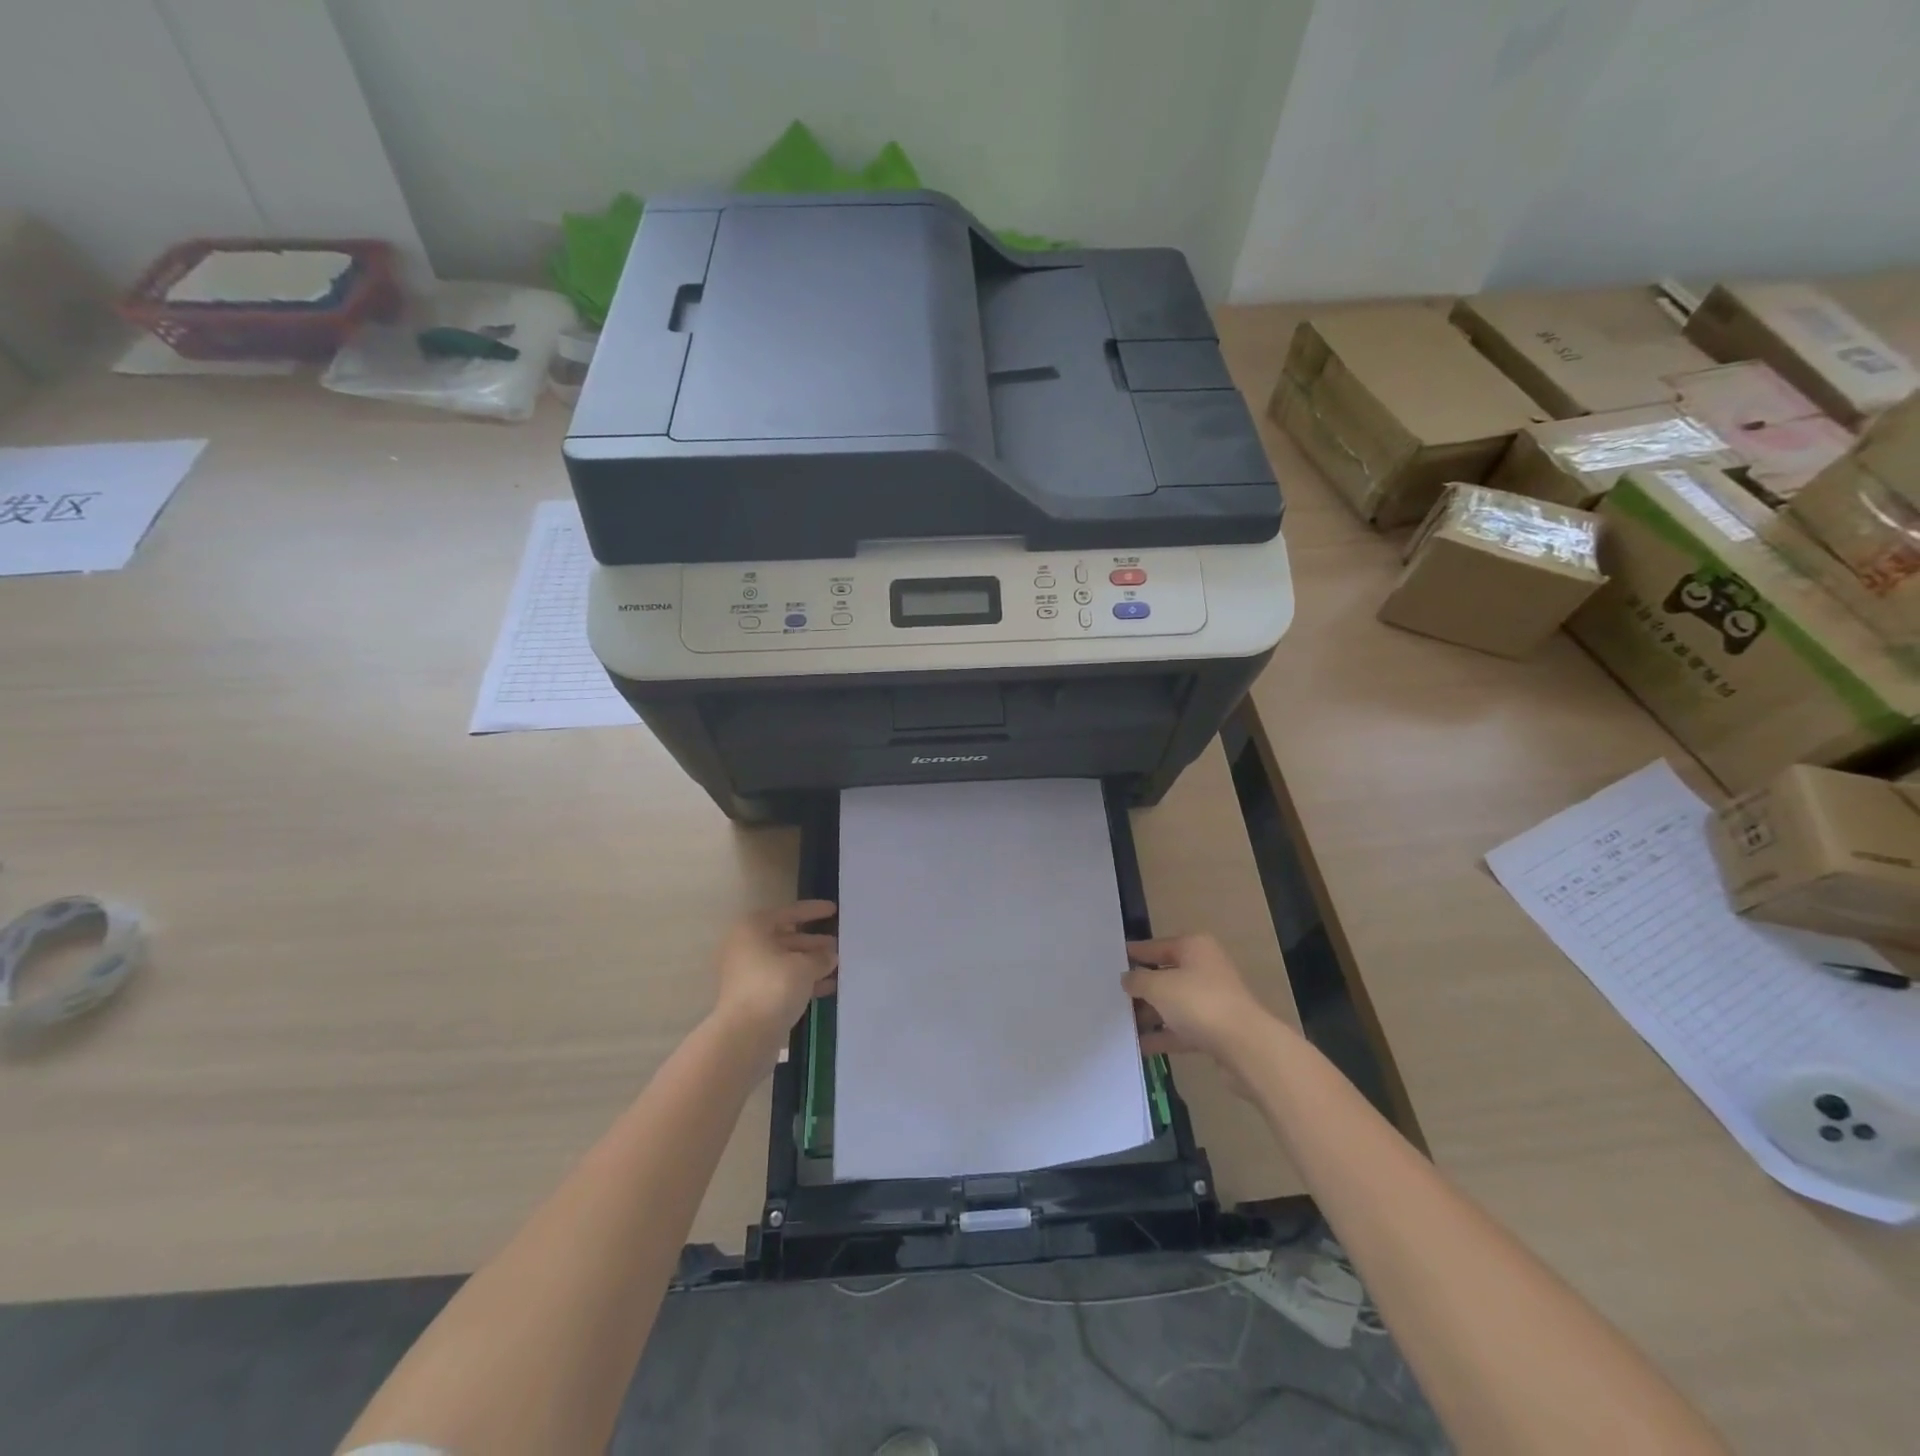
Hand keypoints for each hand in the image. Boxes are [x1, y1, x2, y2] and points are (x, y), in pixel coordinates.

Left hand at [713, 900, 838, 1050]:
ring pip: (786, 962)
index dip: (812, 910)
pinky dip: (804, 982)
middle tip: (839, 943)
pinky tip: (828, 987)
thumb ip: (820, 957)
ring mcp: (748, 974)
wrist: (745, 1036)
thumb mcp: (805, 966)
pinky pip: (783, 982)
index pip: (788, 913)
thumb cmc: (774, 986)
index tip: (834, 910)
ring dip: (811, 964)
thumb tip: (830, 955)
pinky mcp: (754, 998)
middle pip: (786, 938)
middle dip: (814, 942)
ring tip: (839, 965)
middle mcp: (747, 947)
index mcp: (753, 929)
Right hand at [1124, 933, 1281, 1073]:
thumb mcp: (1158, 986)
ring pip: (1173, 1004)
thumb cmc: (1198, 1002)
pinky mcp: (1215, 1029)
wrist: (1245, 1046)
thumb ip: (1137, 981)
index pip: (1156, 946)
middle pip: (1165, 975)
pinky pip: (1182, 1028)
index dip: (1134, 953)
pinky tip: (1139, 1045)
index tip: (1112, 960)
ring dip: (1150, 1014)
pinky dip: (1163, 1034)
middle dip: (1140, 988)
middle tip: (1112, 995)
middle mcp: (1204, 968)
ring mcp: (1212, 1000)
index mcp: (1193, 947)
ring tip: (1121, 1023)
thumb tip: (1127, 978)